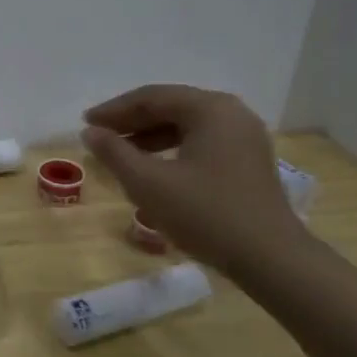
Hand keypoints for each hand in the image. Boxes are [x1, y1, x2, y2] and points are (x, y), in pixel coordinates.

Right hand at [82, 84, 308, 278]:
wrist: (270, 259)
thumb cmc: (205, 214)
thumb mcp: (149, 183)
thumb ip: (115, 153)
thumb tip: (91, 132)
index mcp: (210, 109)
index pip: (152, 97)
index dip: (114, 110)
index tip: (86, 124)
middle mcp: (232, 113)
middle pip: (172, 107)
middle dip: (132, 122)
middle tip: (100, 136)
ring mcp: (245, 137)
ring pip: (187, 126)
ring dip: (151, 136)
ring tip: (122, 155)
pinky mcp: (249, 161)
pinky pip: (203, 143)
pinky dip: (173, 150)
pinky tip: (155, 170)